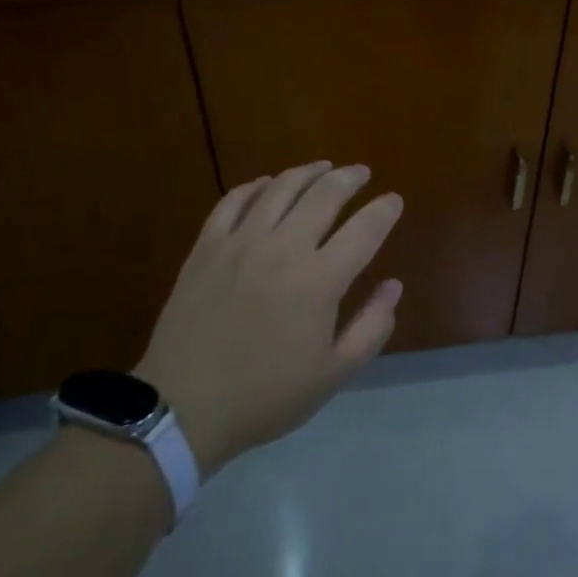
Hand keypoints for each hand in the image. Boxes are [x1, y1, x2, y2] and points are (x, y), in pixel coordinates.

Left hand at [135, 161, 402, 476]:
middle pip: (324, 195)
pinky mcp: (207, 246)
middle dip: (349, 178)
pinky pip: (234, 200)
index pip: (364, 230)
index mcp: (319, 281)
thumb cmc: (265, 396)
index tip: (394, 200)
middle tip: (361, 172)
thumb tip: (393, 285)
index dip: (384, 210)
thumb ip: (371, 327)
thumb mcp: (332, 375)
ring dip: (308, 172)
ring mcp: (241, 242)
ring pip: (281, 188)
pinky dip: (256, 186)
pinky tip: (267, 184)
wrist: (183, 408)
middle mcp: (284, 248)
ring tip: (323, 167)